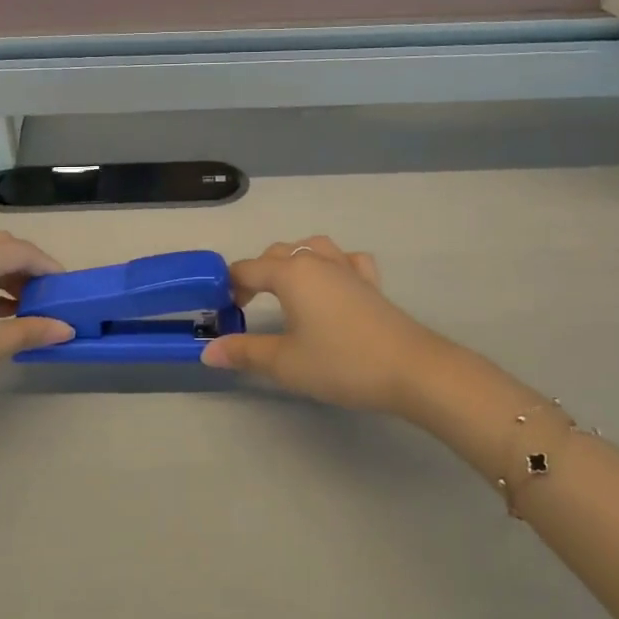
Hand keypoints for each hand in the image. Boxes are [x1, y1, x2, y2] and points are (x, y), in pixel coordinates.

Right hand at [200, 237, 444, 413]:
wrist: (411, 369)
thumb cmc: (341, 363)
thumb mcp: (284, 363)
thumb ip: (244, 352)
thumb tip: (207, 352)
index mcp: (291, 274)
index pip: (247, 269)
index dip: (229, 286)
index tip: (221, 310)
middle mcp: (318, 262)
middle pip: (277, 254)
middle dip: (257, 273)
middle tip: (247, 305)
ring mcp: (349, 269)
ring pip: (313, 248)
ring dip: (293, 262)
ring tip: (287, 288)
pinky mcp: (372, 284)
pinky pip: (347, 261)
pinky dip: (333, 265)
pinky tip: (334, 284)